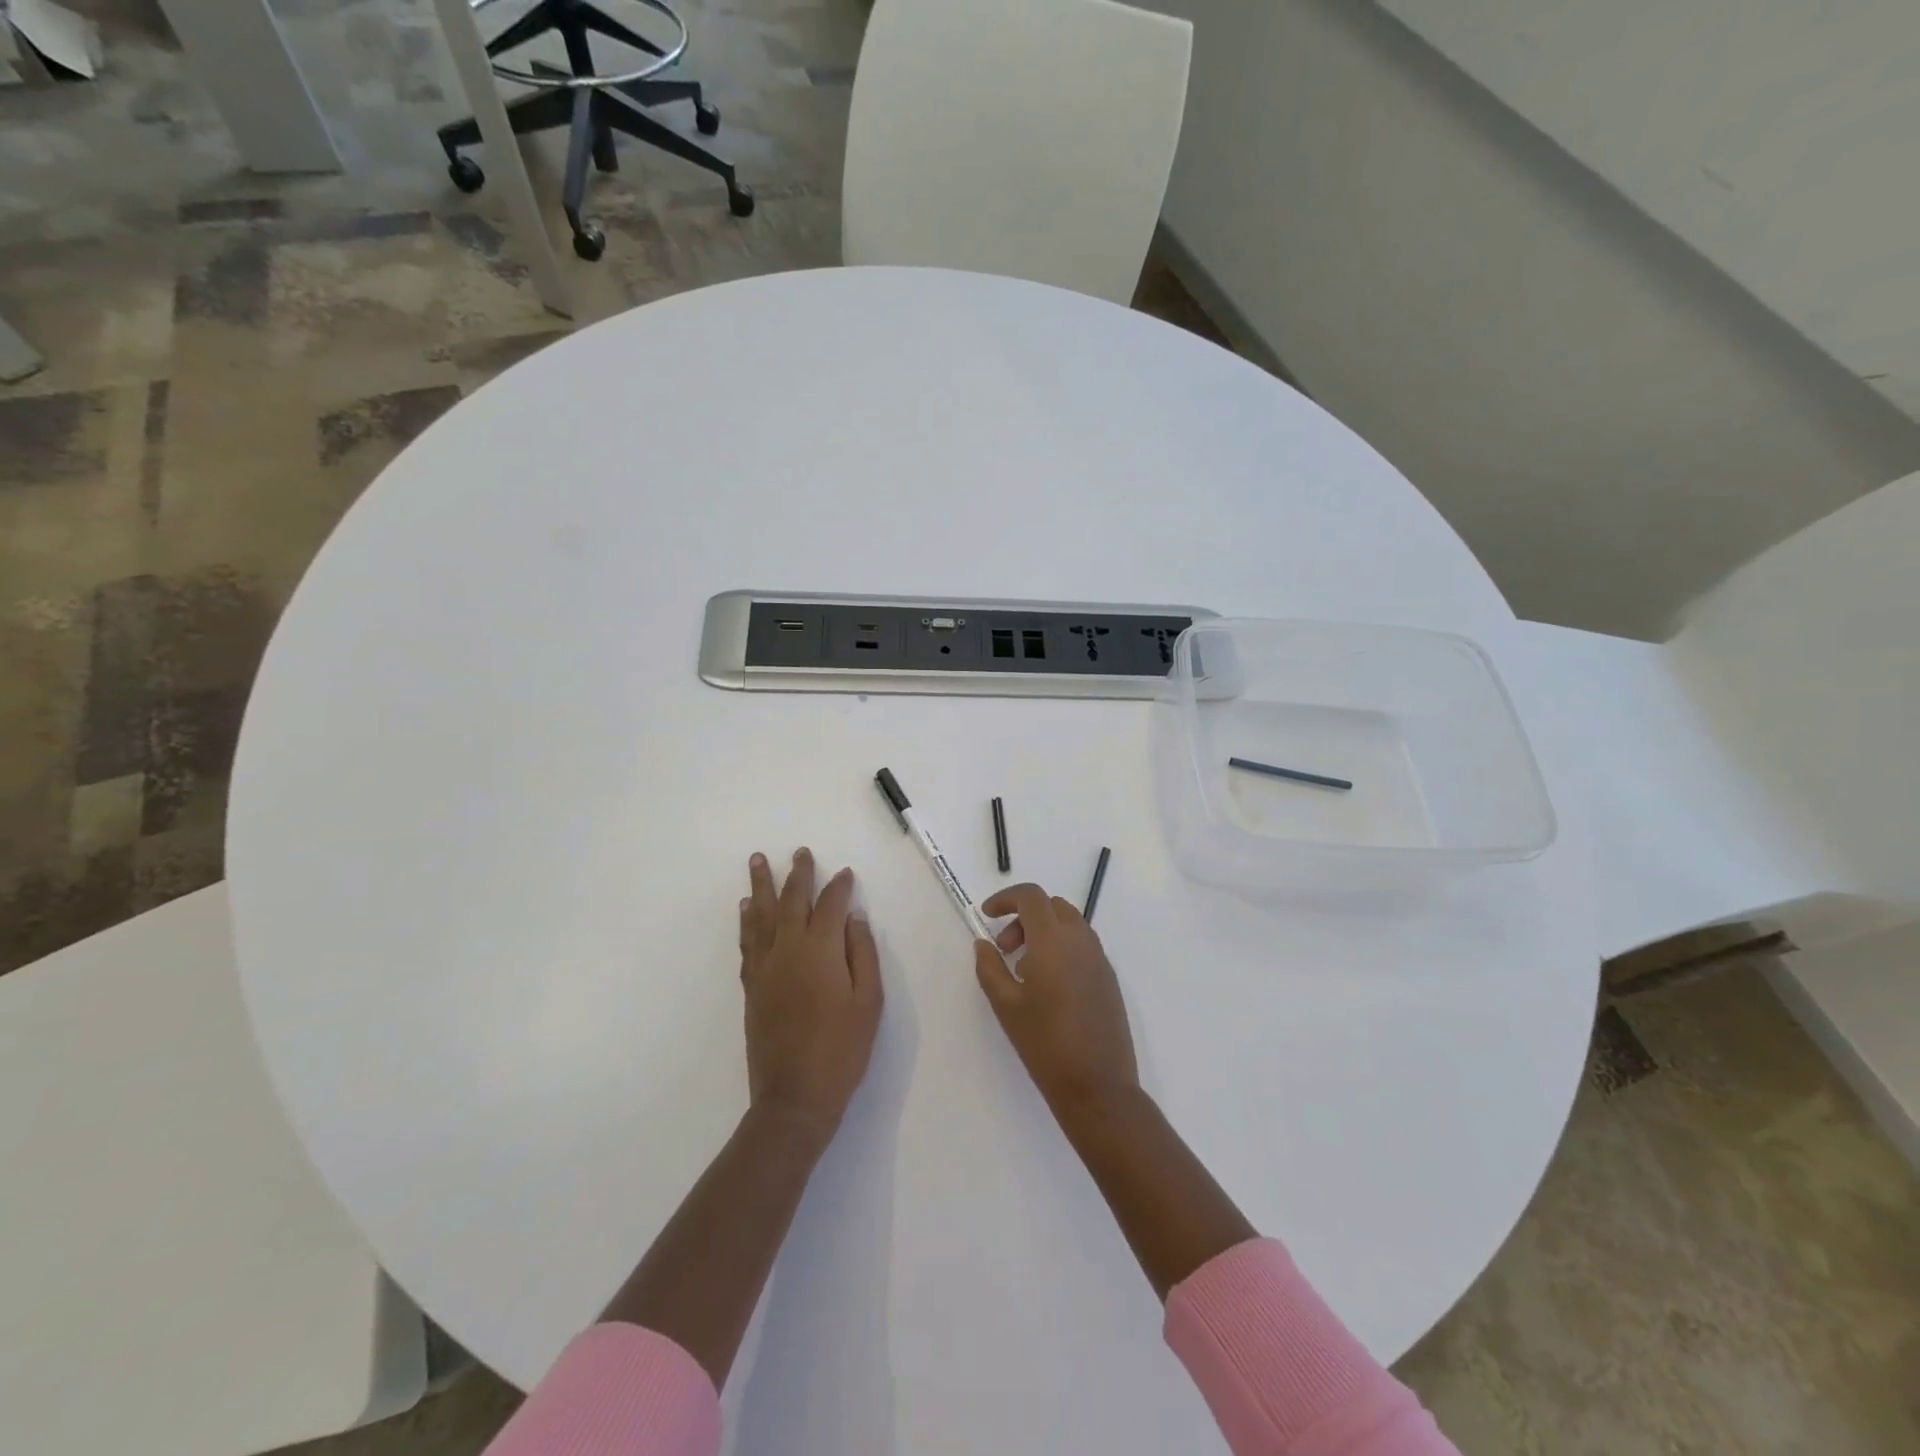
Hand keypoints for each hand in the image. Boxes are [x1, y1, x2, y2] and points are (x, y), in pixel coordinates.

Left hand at [740, 848, 883, 1140]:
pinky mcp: (752, 985)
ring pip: (763, 915)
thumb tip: (854, 917)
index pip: (831, 905)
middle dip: (798, 874)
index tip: (846, 873)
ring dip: (761, 886)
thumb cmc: (842, 1049)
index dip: (839, 886)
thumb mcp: (869, 1002)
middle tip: (800, 852)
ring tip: (758, 861)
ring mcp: (766, 966)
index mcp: (822, 950)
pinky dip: (747, 920)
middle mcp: (789, 949)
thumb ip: (862, 954)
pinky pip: (747, 942)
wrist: (795, 1096)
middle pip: (792, 900)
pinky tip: (747, 908)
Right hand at [973, 883, 1138, 1121]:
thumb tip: (984, 944)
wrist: (1097, 1085)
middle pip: (1051, 906)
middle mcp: (1081, 940)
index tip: (987, 915)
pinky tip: (1048, 985)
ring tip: (1024, 969)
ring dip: (1043, 931)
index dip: (1006, 898)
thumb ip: (990, 967)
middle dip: (1023, 917)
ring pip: (1069, 923)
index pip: (1031, 896)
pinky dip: (1061, 947)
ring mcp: (1099, 958)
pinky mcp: (1108, 977)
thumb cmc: (1044, 1043)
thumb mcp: (1006, 1005)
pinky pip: (1082, 945)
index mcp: (1054, 940)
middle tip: (1005, 949)